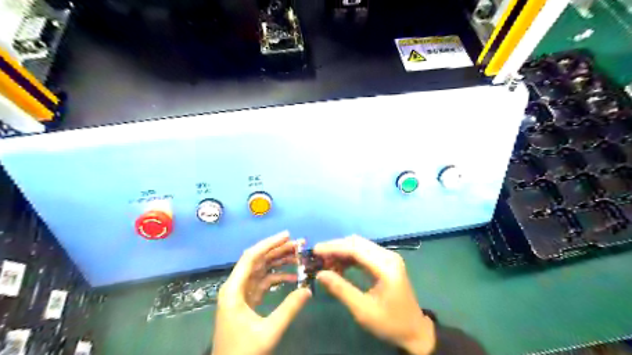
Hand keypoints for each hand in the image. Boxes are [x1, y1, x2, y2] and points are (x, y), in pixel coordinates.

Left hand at [212, 231, 310, 353]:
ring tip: (298, 256)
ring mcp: (241, 293)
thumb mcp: (268, 331)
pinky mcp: (247, 301)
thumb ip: (289, 309)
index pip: (251, 257)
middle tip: (299, 244)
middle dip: (278, 250)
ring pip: (261, 270)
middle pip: (258, 260)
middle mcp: (235, 286)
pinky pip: (263, 282)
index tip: (288, 235)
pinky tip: (292, 276)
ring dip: (279, 262)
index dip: (269, 243)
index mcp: (234, 289)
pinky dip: (277, 277)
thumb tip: (308, 289)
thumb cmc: (243, 351)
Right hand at [315, 236, 434, 354]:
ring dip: (342, 251)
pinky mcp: (386, 261)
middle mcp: (388, 256)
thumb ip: (341, 289)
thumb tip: (320, 274)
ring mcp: (388, 257)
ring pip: (359, 245)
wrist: (414, 330)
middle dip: (336, 247)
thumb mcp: (363, 310)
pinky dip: (349, 257)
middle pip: (357, 243)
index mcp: (386, 267)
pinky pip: (364, 252)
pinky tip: (339, 266)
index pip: (355, 248)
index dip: (334, 248)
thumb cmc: (389, 322)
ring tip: (326, 264)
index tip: (315, 251)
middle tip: (318, 258)